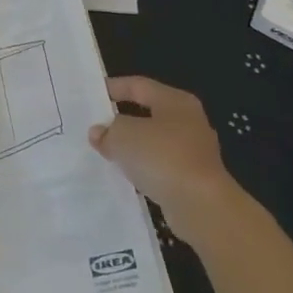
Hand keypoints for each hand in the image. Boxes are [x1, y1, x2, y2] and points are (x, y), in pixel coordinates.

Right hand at [89, 76, 241, 241]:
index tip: (91, 95)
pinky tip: (127, 176)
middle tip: (95, 125)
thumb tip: (99, 132)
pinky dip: (144, 168)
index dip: (113, 87)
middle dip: (122, 119)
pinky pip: (161, 166)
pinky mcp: (194, 178)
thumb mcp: (124, 136)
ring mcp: (194, 151)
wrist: (201, 206)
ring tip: (106, 152)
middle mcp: (189, 121)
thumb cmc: (163, 157)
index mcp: (175, 101)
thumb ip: (108, 130)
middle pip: (148, 113)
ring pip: (155, 141)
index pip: (139, 85)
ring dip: (132, 147)